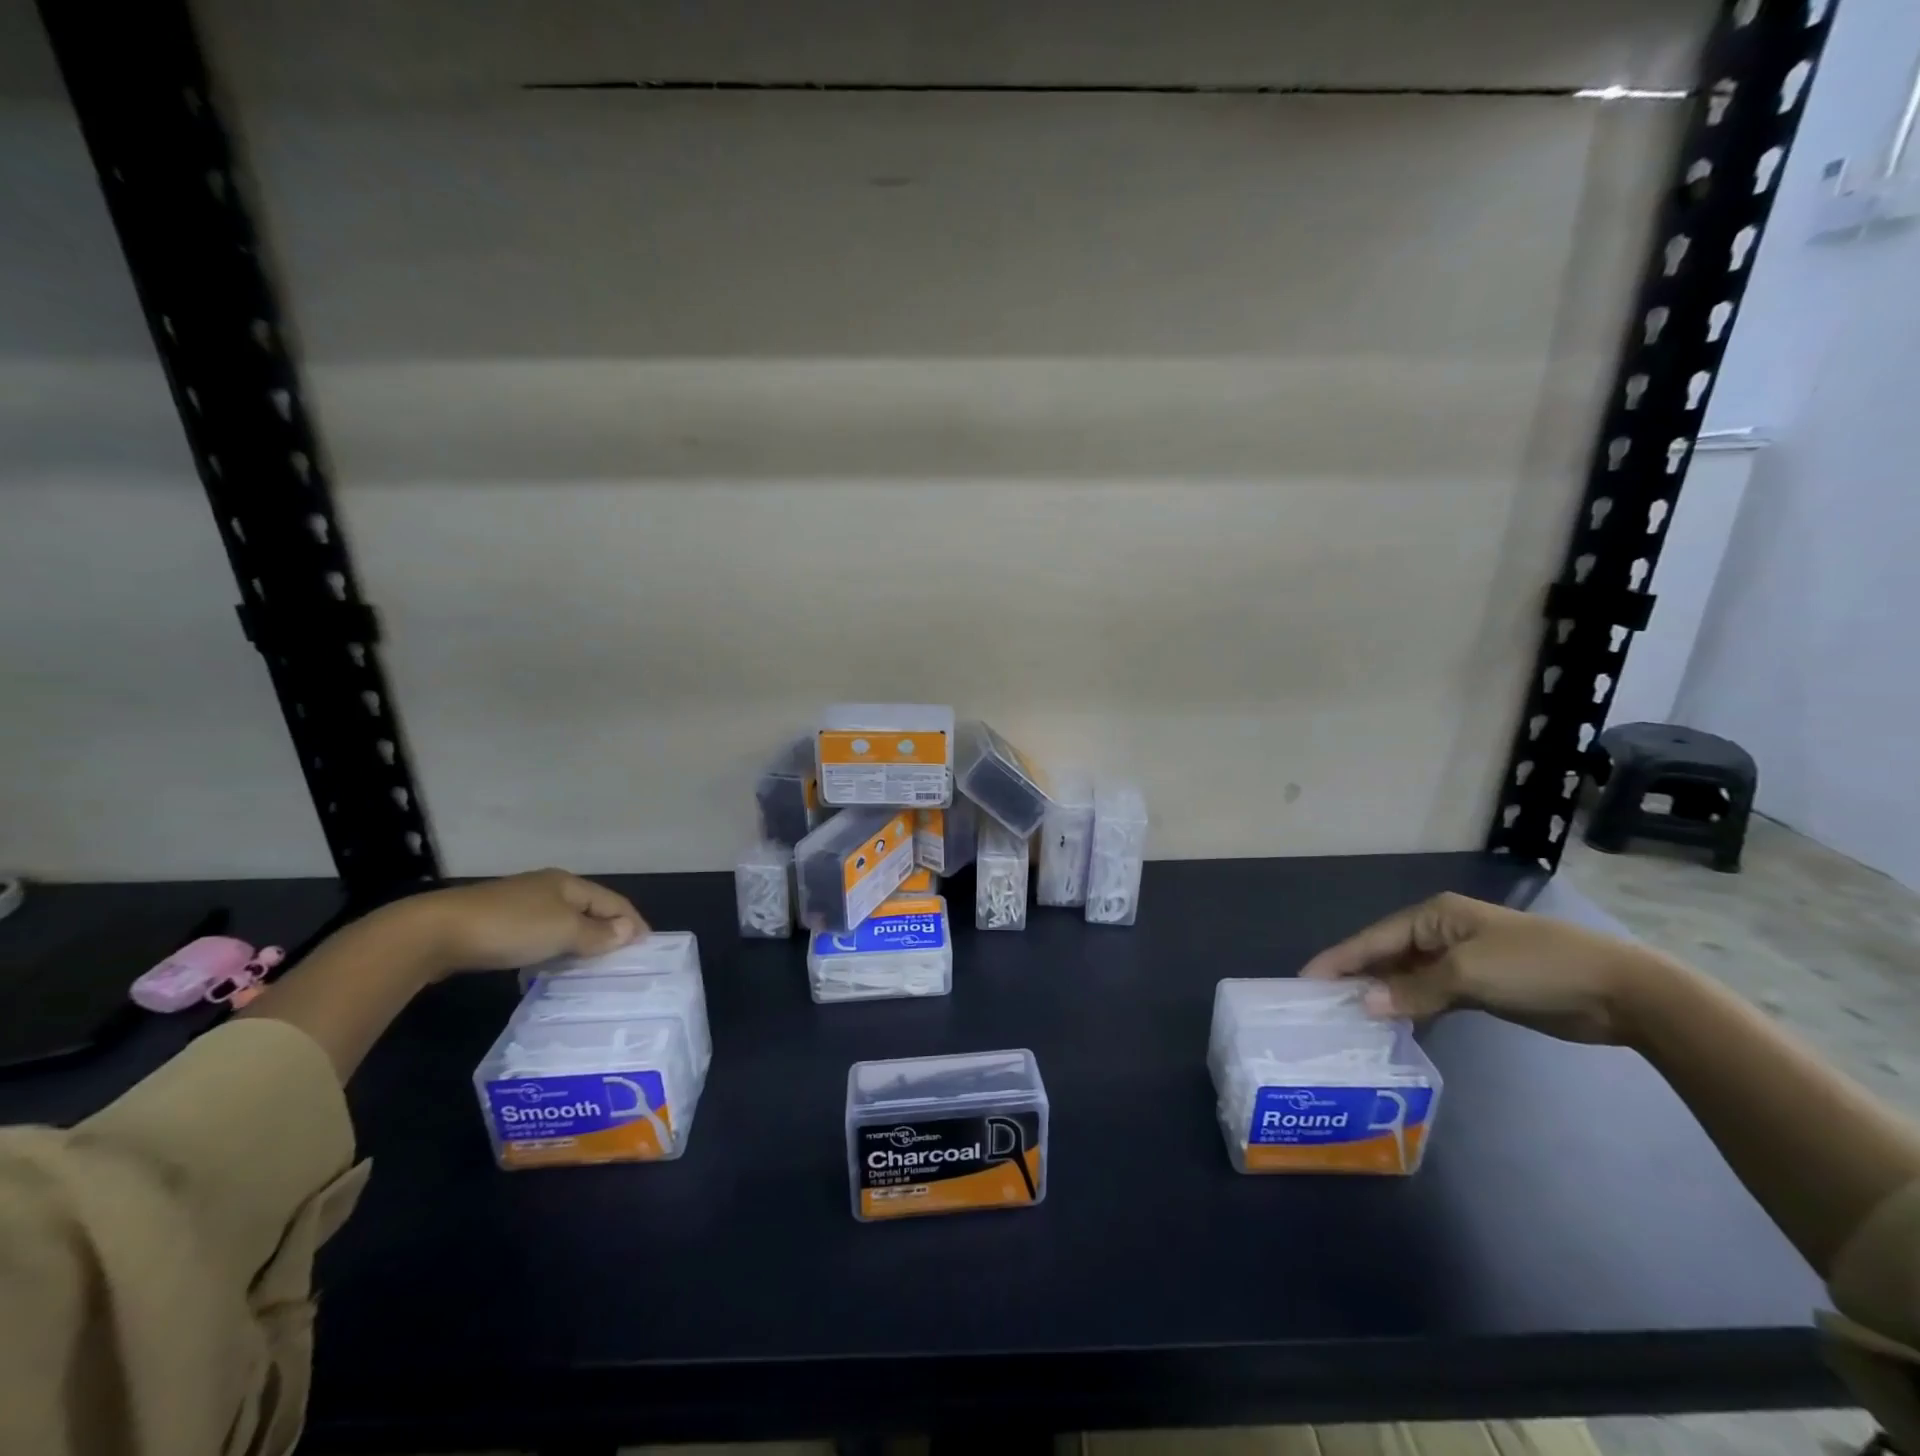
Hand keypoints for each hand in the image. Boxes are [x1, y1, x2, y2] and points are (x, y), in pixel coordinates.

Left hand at [394, 869, 646, 977]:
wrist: (433, 934)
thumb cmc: (509, 927)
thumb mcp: (562, 931)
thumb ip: (598, 934)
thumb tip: (629, 932)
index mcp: (568, 883)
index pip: (613, 900)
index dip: (632, 922)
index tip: (648, 947)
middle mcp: (547, 888)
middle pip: (588, 909)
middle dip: (607, 931)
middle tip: (623, 960)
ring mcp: (518, 905)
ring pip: (562, 923)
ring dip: (579, 942)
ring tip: (591, 968)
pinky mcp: (494, 925)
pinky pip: (538, 935)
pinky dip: (553, 949)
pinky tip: (550, 966)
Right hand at [1298, 891, 1673, 1044]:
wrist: (1621, 993)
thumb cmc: (1535, 967)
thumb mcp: (1468, 974)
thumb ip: (1414, 990)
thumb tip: (1365, 1005)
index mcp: (1434, 916)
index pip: (1374, 937)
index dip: (1339, 959)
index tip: (1305, 979)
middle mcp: (1442, 933)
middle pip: (1387, 956)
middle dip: (1358, 978)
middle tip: (1323, 1004)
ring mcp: (1463, 961)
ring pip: (1409, 978)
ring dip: (1385, 997)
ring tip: (1351, 1020)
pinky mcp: (1481, 988)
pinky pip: (1432, 996)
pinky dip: (1413, 1009)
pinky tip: (1395, 1027)